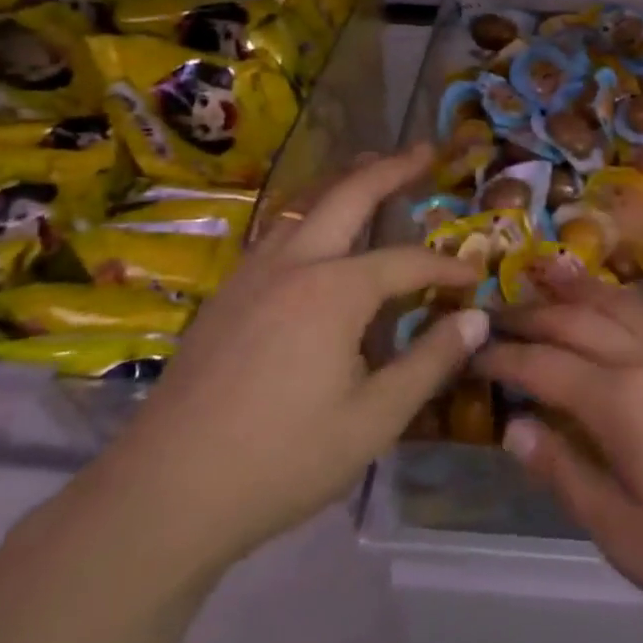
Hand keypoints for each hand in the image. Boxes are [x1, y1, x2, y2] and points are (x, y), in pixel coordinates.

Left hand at [74, 147, 486, 572]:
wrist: (165, 492)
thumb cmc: (283, 460)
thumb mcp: (374, 420)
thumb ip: (430, 361)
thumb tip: (476, 319)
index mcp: (335, 290)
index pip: (407, 261)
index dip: (446, 267)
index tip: (474, 277)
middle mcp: (294, 263)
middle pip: (349, 194)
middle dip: (392, 168)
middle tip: (425, 149)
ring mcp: (252, 274)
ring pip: (305, 205)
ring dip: (344, 182)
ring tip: (371, 167)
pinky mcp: (225, 295)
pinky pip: (277, 233)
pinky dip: (310, 214)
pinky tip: (315, 234)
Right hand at [478, 266, 642, 642]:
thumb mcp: (631, 538)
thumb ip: (568, 475)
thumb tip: (516, 428)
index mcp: (620, 400)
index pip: (542, 364)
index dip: (502, 359)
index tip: (470, 354)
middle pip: (575, 320)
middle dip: (528, 316)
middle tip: (492, 318)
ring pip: (615, 301)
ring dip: (573, 292)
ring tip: (543, 284)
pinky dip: (620, 296)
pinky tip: (616, 302)